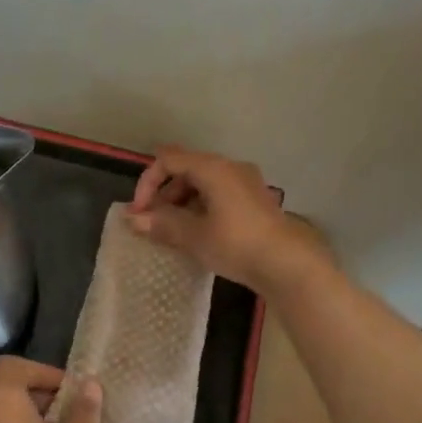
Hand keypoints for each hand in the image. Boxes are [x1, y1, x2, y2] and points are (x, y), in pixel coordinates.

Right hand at [126, 147, 328, 295]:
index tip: (139, 212)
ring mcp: (246, 181)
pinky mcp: (256, 199)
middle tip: (154, 224)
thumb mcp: (194, 236)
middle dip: (165, 193)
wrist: (288, 263)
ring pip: (203, 182)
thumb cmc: (236, 244)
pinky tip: (199, 232)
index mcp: (212, 167)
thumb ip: (162, 224)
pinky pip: (219, 193)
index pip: (168, 159)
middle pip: (186, 168)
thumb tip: (133, 220)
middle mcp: (230, 166)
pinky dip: (202, 206)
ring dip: (183, 201)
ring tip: (174, 231)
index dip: (147, 182)